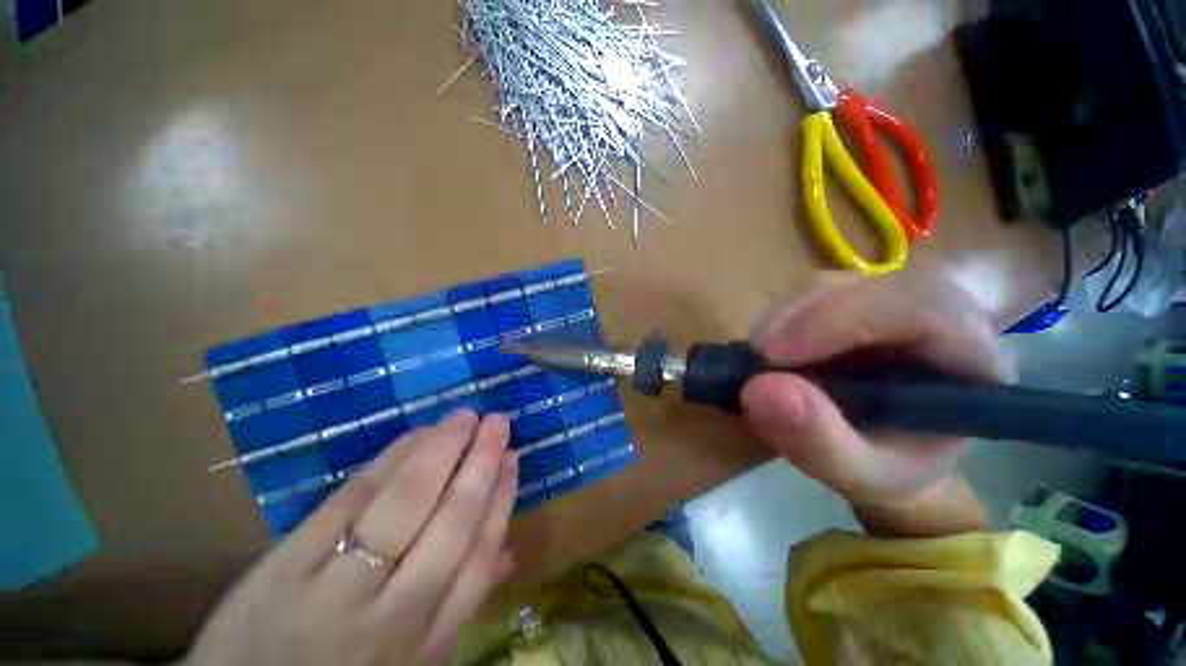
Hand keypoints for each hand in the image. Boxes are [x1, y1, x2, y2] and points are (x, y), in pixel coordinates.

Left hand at [186, 410, 517, 665]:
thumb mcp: (414, 663)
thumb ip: (462, 606)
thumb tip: (510, 552)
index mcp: (425, 642)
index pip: (477, 557)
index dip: (500, 500)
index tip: (513, 459)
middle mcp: (391, 615)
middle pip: (449, 523)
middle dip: (480, 464)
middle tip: (498, 422)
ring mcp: (334, 588)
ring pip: (404, 504)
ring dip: (441, 451)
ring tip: (464, 417)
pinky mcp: (285, 565)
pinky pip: (350, 499)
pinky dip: (390, 460)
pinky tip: (415, 435)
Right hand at [742, 268, 1010, 531]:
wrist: (898, 446)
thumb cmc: (893, 463)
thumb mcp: (861, 475)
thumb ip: (819, 442)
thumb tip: (757, 390)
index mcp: (970, 354)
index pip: (919, 307)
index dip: (840, 321)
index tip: (774, 358)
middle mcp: (936, 309)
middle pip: (862, 286)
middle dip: (797, 322)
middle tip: (757, 364)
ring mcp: (889, 295)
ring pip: (826, 286)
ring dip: (780, 323)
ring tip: (763, 367)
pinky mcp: (853, 295)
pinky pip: (807, 295)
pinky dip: (778, 322)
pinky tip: (774, 355)